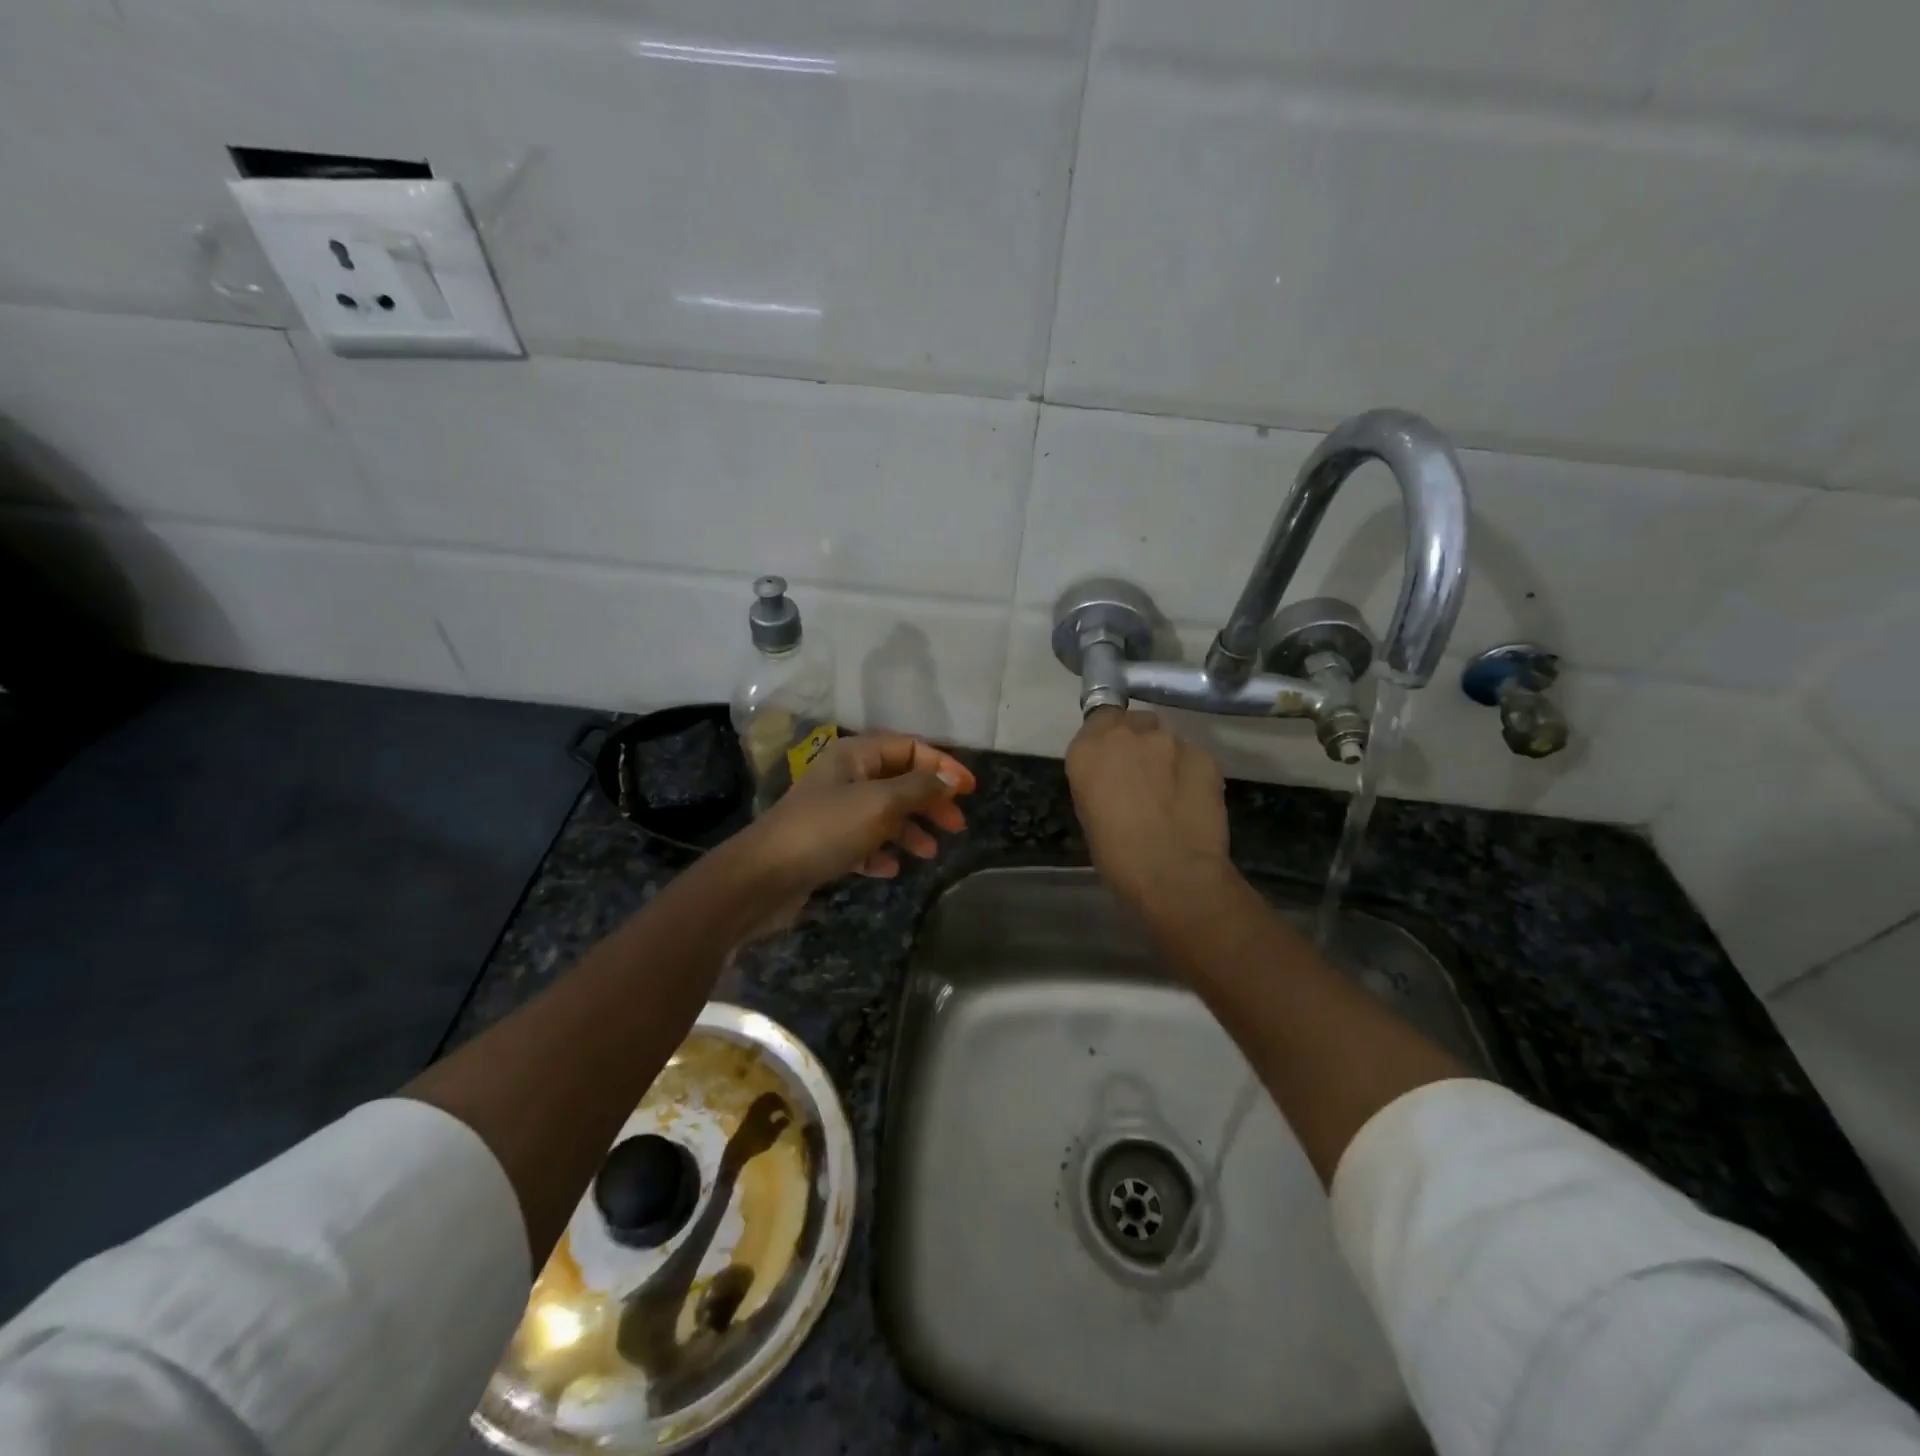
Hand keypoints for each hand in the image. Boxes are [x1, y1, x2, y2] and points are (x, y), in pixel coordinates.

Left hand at [738, 733, 975, 894]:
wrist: (763, 877)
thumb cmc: (826, 829)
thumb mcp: (880, 803)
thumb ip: (919, 788)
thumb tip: (951, 777)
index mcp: (855, 755)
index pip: (909, 747)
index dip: (942, 765)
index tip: (969, 790)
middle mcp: (845, 776)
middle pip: (899, 780)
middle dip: (930, 800)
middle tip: (956, 825)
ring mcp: (833, 811)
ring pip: (884, 813)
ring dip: (910, 829)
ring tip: (931, 852)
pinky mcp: (825, 843)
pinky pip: (864, 841)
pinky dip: (882, 851)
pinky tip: (892, 868)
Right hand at [1066, 709, 1230, 907]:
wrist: (1174, 875)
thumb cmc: (1118, 857)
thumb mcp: (1090, 813)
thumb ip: (1100, 780)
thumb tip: (1116, 778)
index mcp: (1088, 750)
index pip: (1099, 717)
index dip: (1109, 735)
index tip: (1113, 757)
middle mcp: (1127, 733)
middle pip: (1134, 721)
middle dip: (1138, 740)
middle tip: (1142, 773)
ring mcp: (1169, 740)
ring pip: (1166, 736)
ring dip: (1165, 754)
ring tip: (1171, 788)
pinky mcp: (1204, 754)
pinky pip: (1192, 755)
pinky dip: (1190, 770)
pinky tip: (1192, 798)